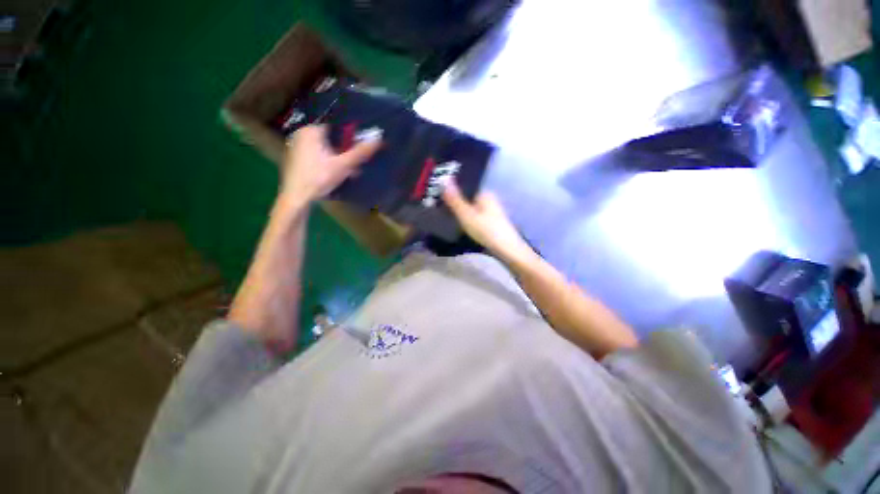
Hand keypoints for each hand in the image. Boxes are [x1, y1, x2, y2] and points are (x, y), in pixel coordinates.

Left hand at [281, 125, 380, 201]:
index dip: (351, 137)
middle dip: (345, 151)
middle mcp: (302, 135)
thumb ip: (360, 152)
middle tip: (356, 163)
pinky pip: (318, 156)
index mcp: (311, 131)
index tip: (360, 147)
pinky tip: (336, 175)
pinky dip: (328, 163)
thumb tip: (378, 140)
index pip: (337, 126)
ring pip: (325, 149)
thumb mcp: (343, 165)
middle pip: (331, 139)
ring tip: (350, 172)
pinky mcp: (297, 160)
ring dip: (339, 159)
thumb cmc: (319, 178)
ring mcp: (298, 147)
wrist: (297, 197)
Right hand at [441, 179, 531, 262]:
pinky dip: (466, 219)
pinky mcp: (490, 224)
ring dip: (459, 212)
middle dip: (454, 202)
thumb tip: (443, 178)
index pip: (465, 186)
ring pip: (470, 209)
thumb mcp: (467, 215)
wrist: (507, 251)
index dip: (451, 189)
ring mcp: (491, 212)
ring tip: (443, 215)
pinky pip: (474, 217)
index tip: (436, 194)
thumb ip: (455, 199)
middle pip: (467, 198)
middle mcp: (489, 200)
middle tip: (436, 206)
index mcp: (484, 194)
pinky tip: (457, 225)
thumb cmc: (486, 231)